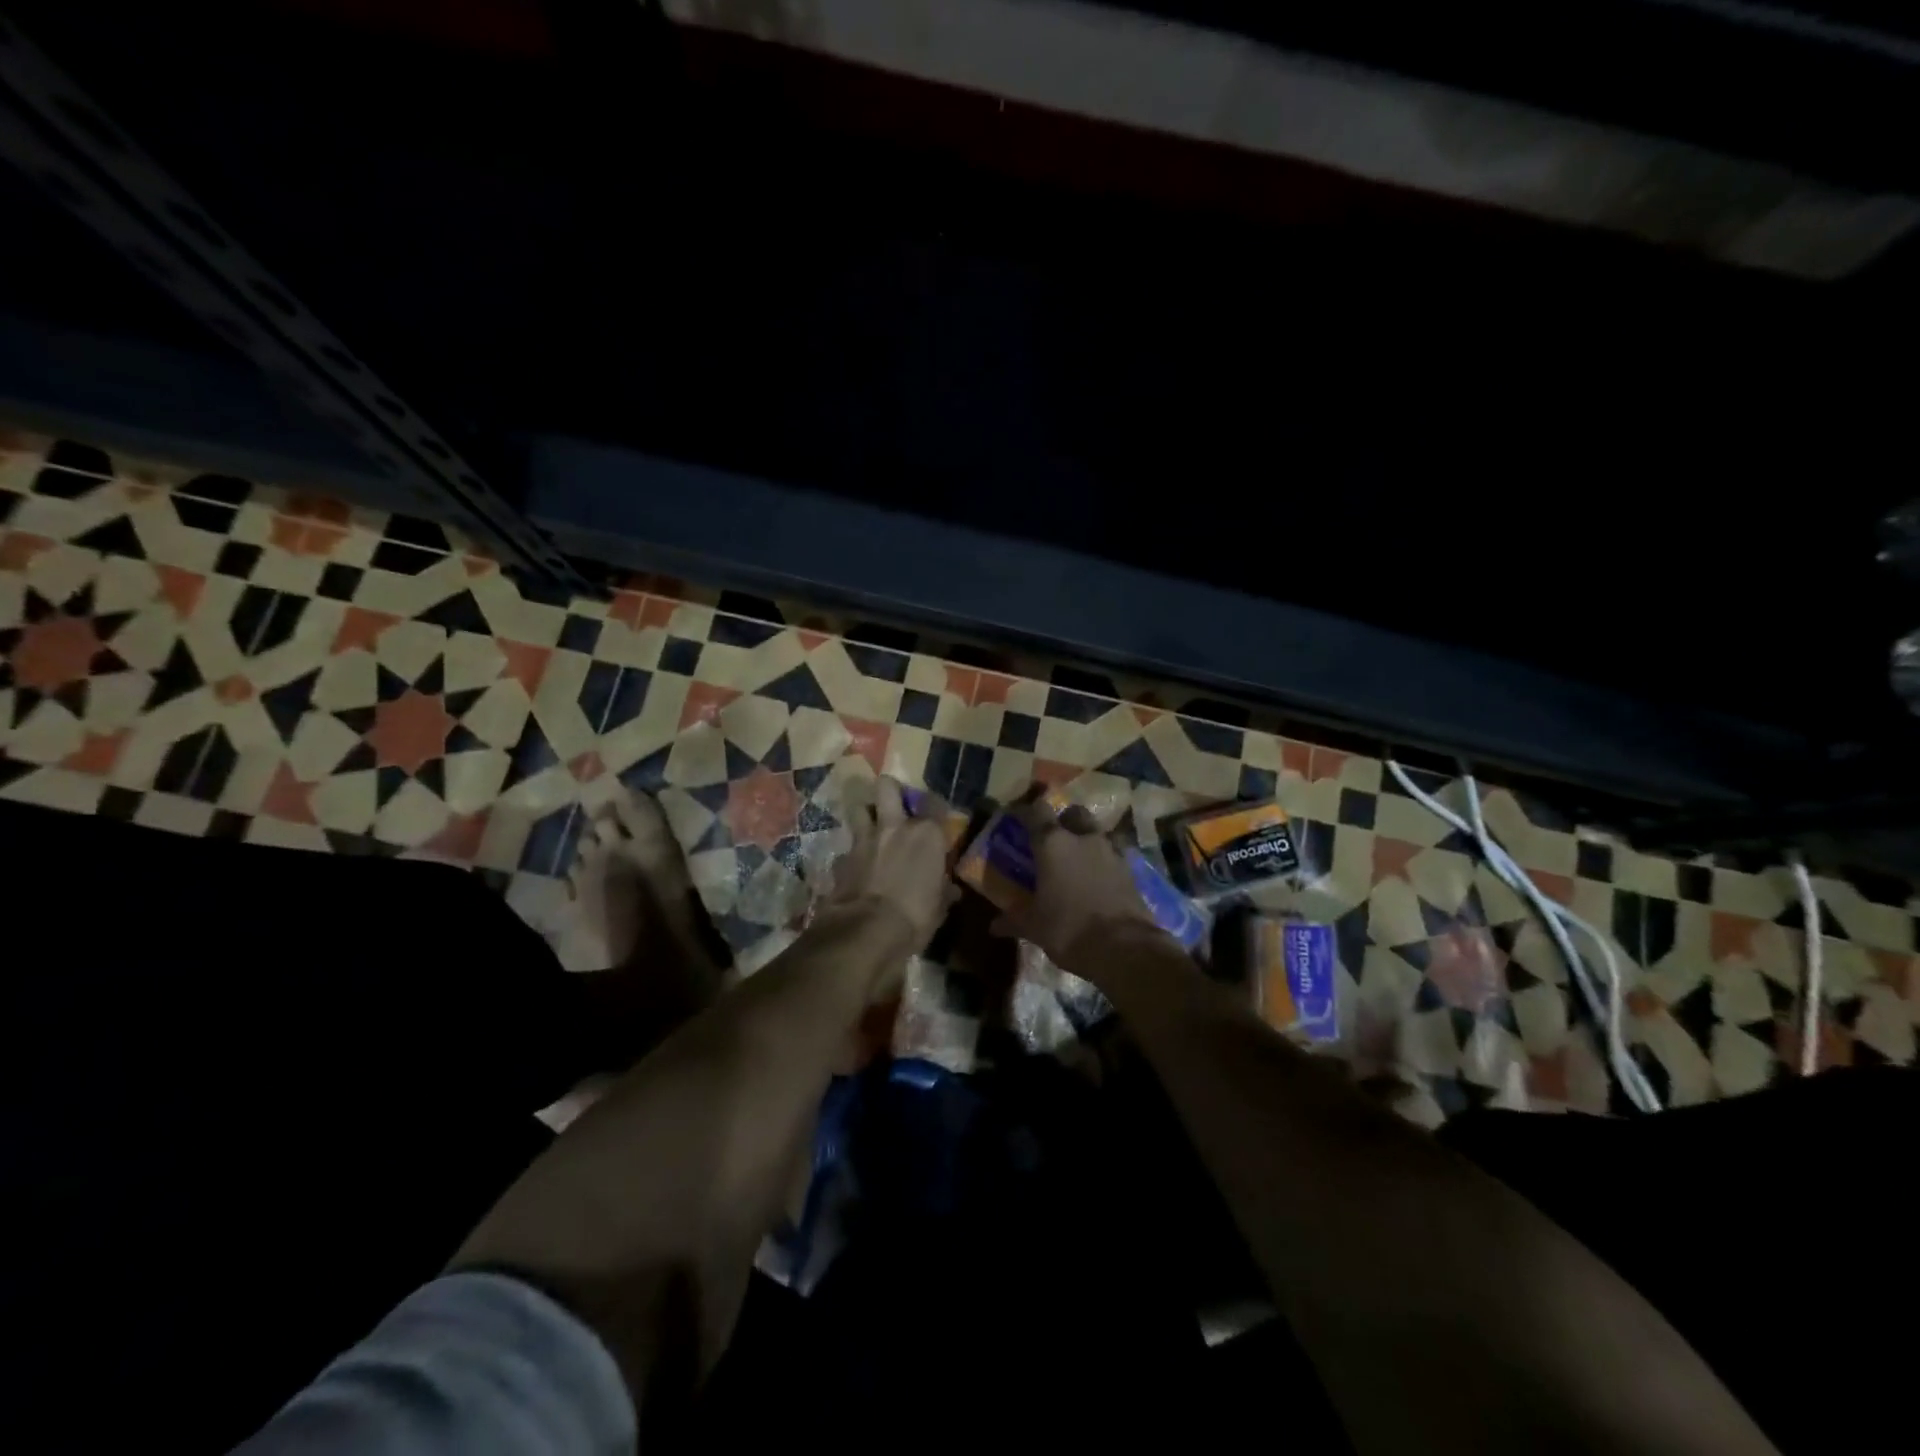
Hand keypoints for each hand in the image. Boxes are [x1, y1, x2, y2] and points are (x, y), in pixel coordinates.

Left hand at [824, 776, 957, 954]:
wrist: (867, 931)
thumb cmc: (915, 916)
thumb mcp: (939, 907)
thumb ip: (943, 891)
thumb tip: (950, 890)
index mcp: (927, 834)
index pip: (936, 803)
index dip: (937, 807)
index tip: (938, 818)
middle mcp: (895, 826)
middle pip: (888, 787)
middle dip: (891, 791)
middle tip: (896, 806)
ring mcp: (865, 840)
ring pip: (859, 809)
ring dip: (866, 815)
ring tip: (872, 828)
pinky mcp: (842, 858)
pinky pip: (847, 847)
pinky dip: (852, 854)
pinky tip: (857, 866)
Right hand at [989, 793, 1155, 973]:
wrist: (1123, 948)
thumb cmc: (1068, 929)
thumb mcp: (1034, 927)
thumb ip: (1014, 921)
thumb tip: (994, 926)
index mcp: (1052, 844)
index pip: (1036, 811)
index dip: (1025, 812)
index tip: (1016, 819)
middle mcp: (1083, 838)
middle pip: (1073, 813)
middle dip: (1063, 820)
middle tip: (1052, 839)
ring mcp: (1111, 851)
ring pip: (1096, 831)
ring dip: (1085, 839)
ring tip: (1076, 860)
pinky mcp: (1130, 869)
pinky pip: (1112, 854)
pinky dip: (1103, 861)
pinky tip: (1096, 879)